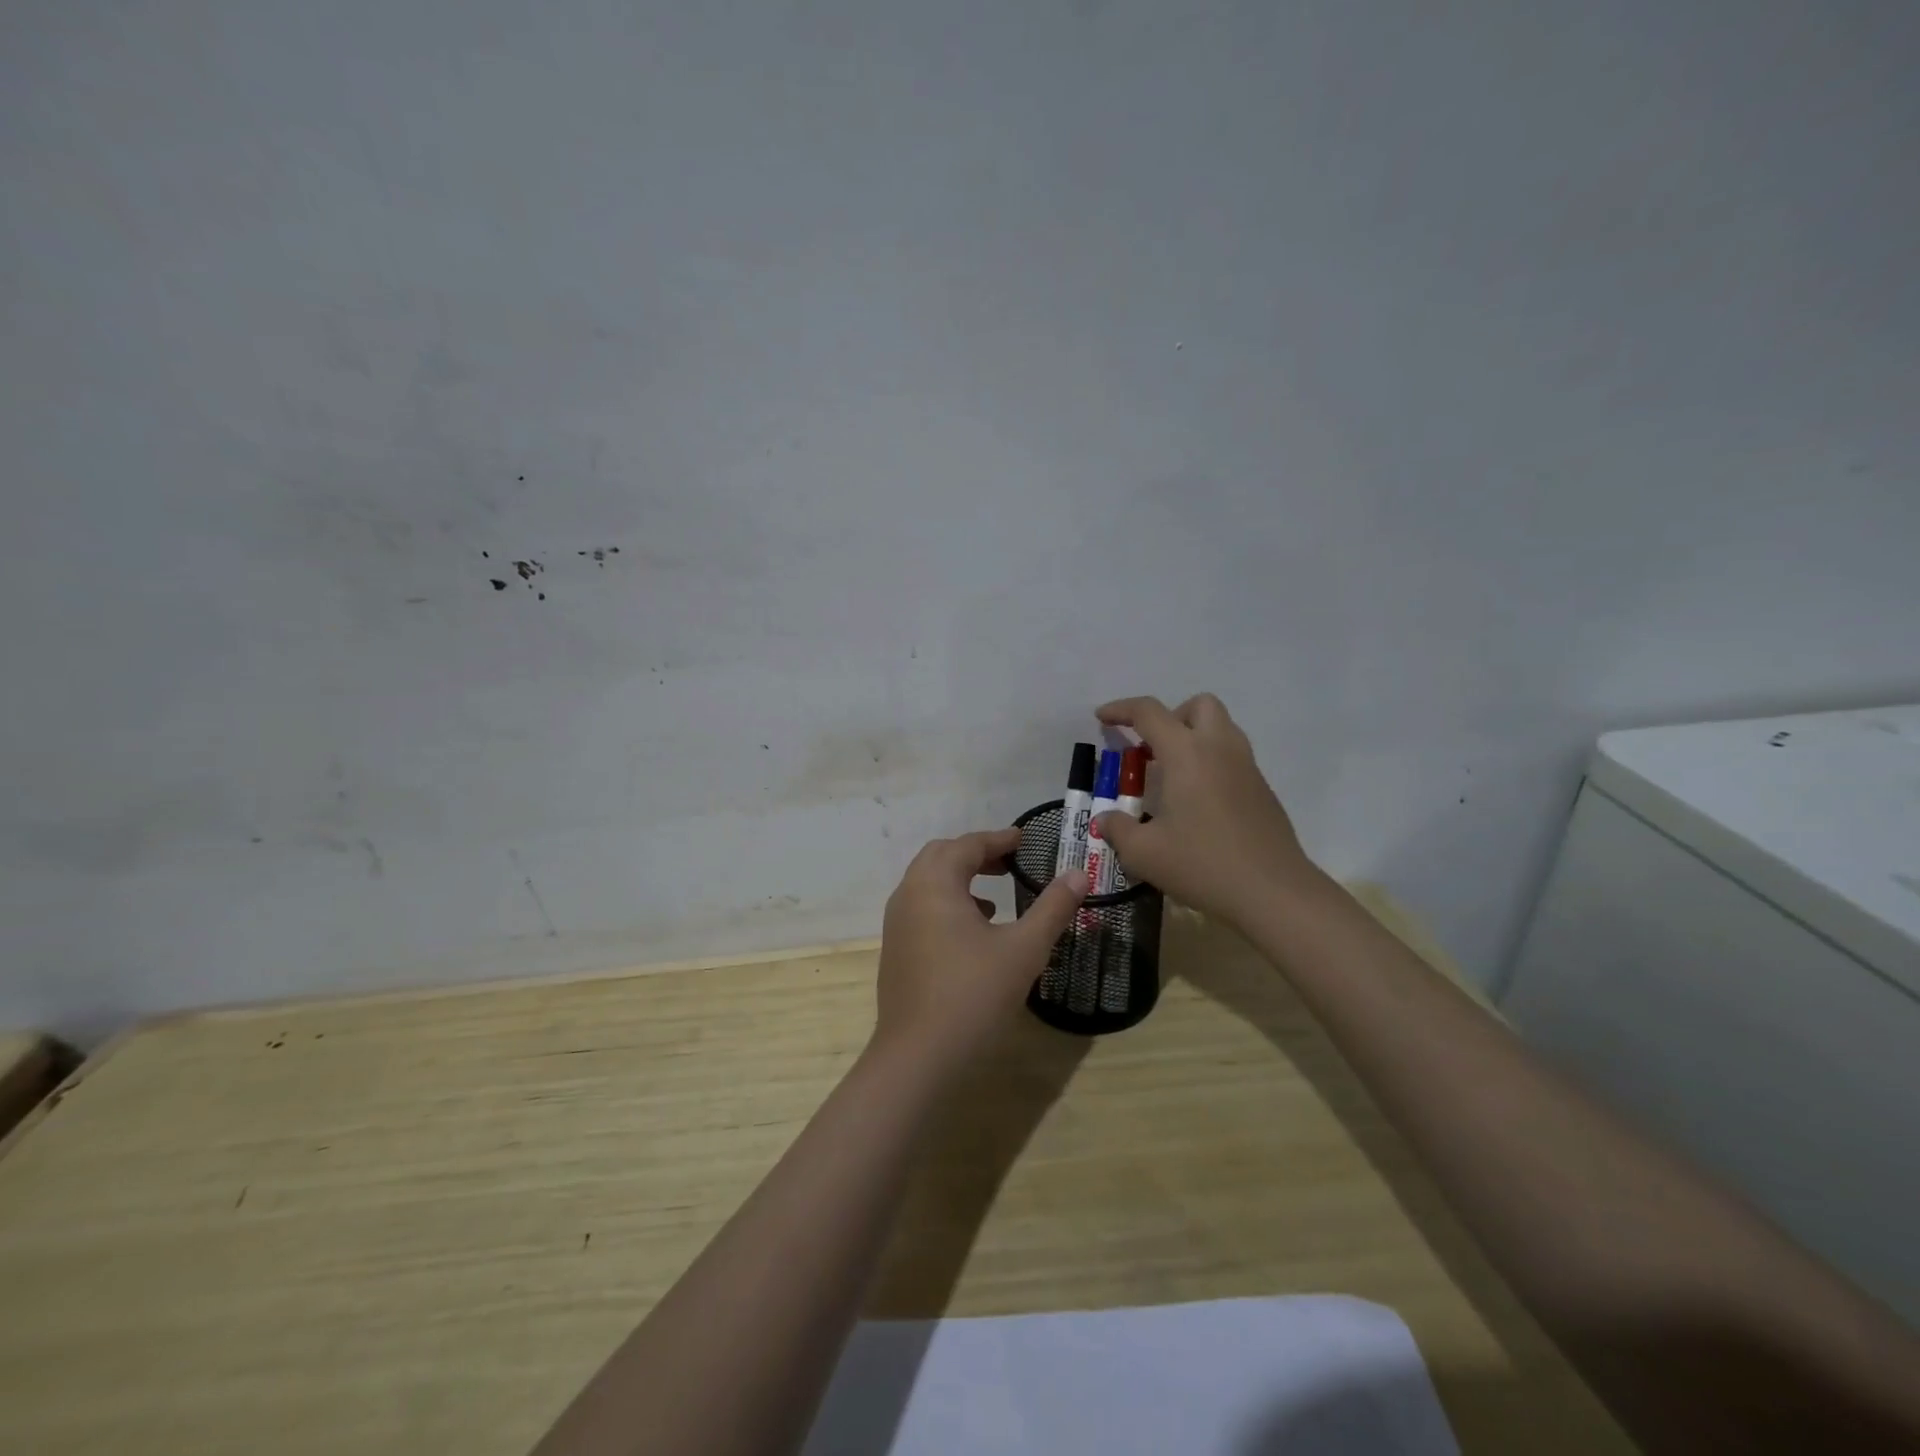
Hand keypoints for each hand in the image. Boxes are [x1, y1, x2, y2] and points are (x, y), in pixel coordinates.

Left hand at [875, 828, 1086, 1070]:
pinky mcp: (895, 949)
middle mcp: (909, 894)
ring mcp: (896, 923)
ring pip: (928, 883)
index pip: (968, 845)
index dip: (999, 839)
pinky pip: (922, 908)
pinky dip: (947, 903)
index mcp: (935, 883)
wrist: (918, 1056)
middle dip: (976, 853)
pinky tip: (973, 932)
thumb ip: (1053, 907)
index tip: (1025, 839)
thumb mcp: (1023, 949)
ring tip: (994, 896)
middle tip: (1010, 861)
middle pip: (941, 856)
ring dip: (959, 878)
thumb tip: (1079, 874)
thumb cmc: (973, 994)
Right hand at [1094, 693, 1320, 925]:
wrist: (1273, 892)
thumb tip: (1104, 820)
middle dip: (1170, 716)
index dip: (1121, 709)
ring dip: (1193, 737)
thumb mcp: (1144, 853)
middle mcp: (1219, 748)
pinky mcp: (1263, 790)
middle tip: (1151, 749)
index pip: (1149, 712)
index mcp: (1187, 753)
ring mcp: (1247, 768)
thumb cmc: (1202, 864)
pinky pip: (1232, 758)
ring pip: (1221, 728)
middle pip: (1199, 705)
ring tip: (1171, 775)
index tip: (1102, 718)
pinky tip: (1197, 803)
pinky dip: (1210, 763)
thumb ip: (1118, 829)